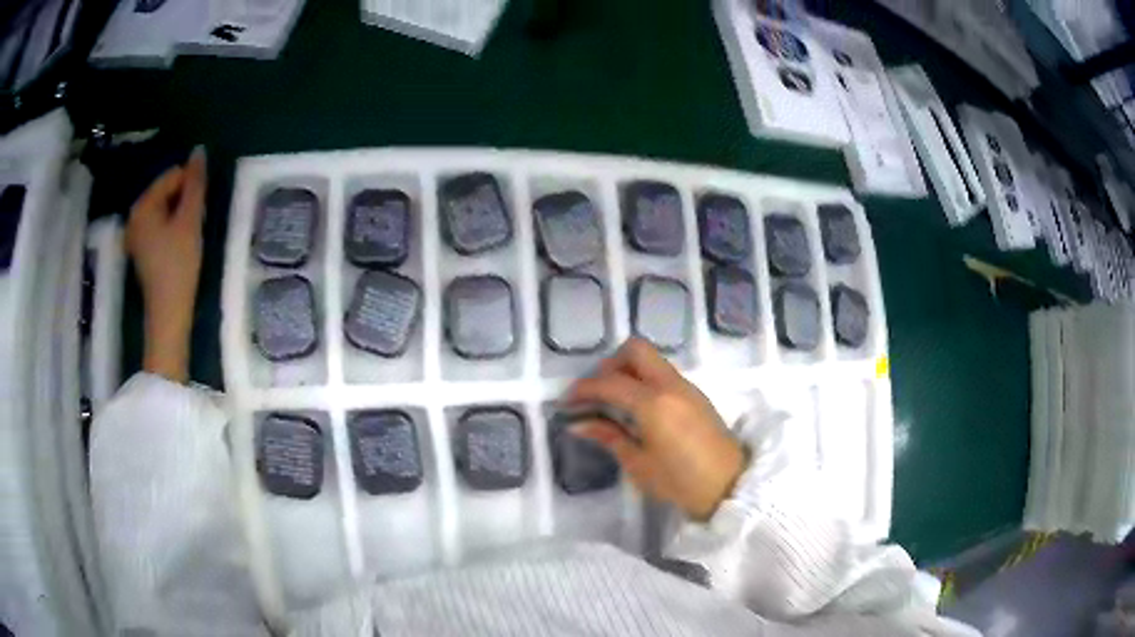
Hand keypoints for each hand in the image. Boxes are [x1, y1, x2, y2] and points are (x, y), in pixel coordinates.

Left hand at [126, 148, 206, 382]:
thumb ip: (195, 184)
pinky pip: (158, 224)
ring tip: (187, 237)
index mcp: (142, 205)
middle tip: (193, 226)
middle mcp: (134, 215)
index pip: (172, 176)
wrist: (169, 314)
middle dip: (183, 202)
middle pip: (166, 192)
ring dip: (179, 216)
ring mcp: (135, 234)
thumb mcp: (190, 220)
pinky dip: (171, 228)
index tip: (198, 211)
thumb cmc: (179, 265)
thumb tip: (199, 151)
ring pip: (164, 209)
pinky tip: (178, 246)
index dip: (190, 187)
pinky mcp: (140, 249)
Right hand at [566, 338, 746, 520]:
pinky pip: (663, 373)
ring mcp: (686, 386)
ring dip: (628, 370)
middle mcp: (670, 384)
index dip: (583, 389)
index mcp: (653, 403)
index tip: (567, 402)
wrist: (730, 487)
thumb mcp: (639, 464)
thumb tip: (578, 424)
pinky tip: (636, 408)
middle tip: (595, 393)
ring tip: (612, 401)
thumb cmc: (681, 482)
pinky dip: (644, 379)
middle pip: (635, 350)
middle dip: (609, 365)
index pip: (609, 382)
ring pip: (651, 359)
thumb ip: (609, 437)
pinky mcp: (696, 394)